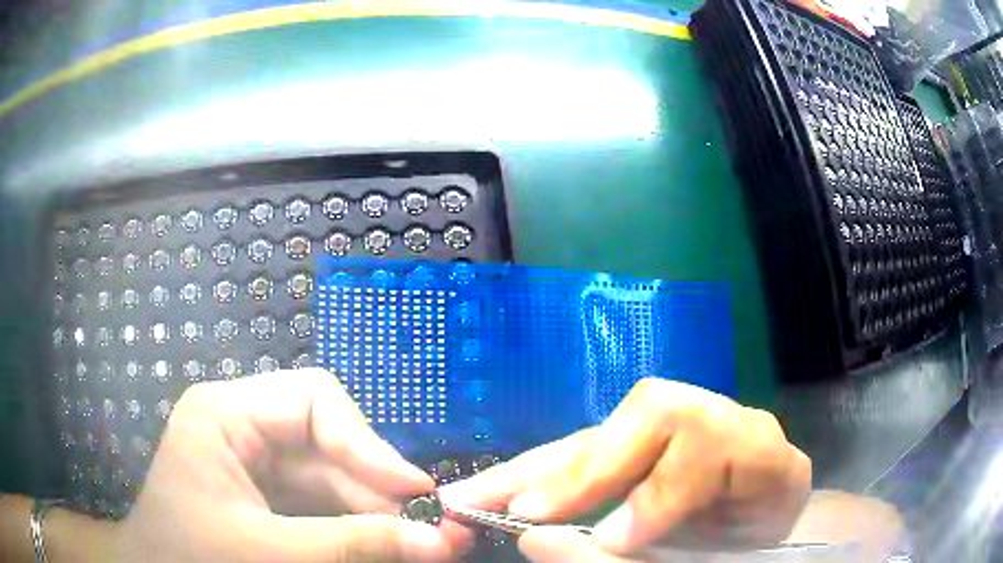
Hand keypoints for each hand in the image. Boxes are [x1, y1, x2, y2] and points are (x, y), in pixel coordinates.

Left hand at [114, 369, 459, 561]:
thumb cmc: (193, 557)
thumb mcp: (268, 551)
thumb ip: (351, 545)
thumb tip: (440, 540)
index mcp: (226, 413)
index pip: (313, 400)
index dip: (368, 443)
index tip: (416, 492)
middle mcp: (243, 427)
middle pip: (330, 444)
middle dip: (379, 491)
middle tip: (433, 532)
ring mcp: (254, 462)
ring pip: (332, 478)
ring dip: (374, 513)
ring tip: (420, 545)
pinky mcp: (265, 494)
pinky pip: (321, 503)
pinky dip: (353, 526)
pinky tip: (381, 547)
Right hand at [439, 378, 811, 560]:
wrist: (758, 538)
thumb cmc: (740, 553)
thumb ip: (630, 559)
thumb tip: (540, 541)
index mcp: (766, 459)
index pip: (709, 444)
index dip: (655, 492)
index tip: (609, 539)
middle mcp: (729, 425)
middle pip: (656, 414)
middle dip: (580, 469)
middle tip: (513, 511)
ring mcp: (691, 423)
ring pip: (614, 427)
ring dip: (540, 467)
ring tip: (477, 494)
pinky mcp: (655, 440)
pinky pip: (597, 446)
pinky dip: (546, 471)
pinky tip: (504, 485)